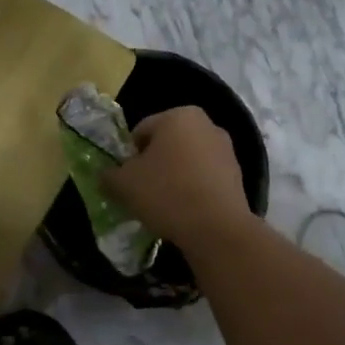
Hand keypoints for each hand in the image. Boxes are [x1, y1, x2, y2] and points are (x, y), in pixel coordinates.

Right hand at [101, 107, 254, 254]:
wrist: (217, 228)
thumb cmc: (166, 193)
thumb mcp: (124, 184)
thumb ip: (109, 175)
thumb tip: (107, 175)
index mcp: (179, 115)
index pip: (141, 131)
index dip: (129, 156)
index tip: (126, 180)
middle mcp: (206, 124)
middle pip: (167, 144)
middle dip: (154, 164)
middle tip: (142, 192)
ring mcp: (226, 150)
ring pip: (187, 161)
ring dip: (174, 177)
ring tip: (164, 205)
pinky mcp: (237, 175)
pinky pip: (205, 178)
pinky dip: (193, 189)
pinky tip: (185, 211)